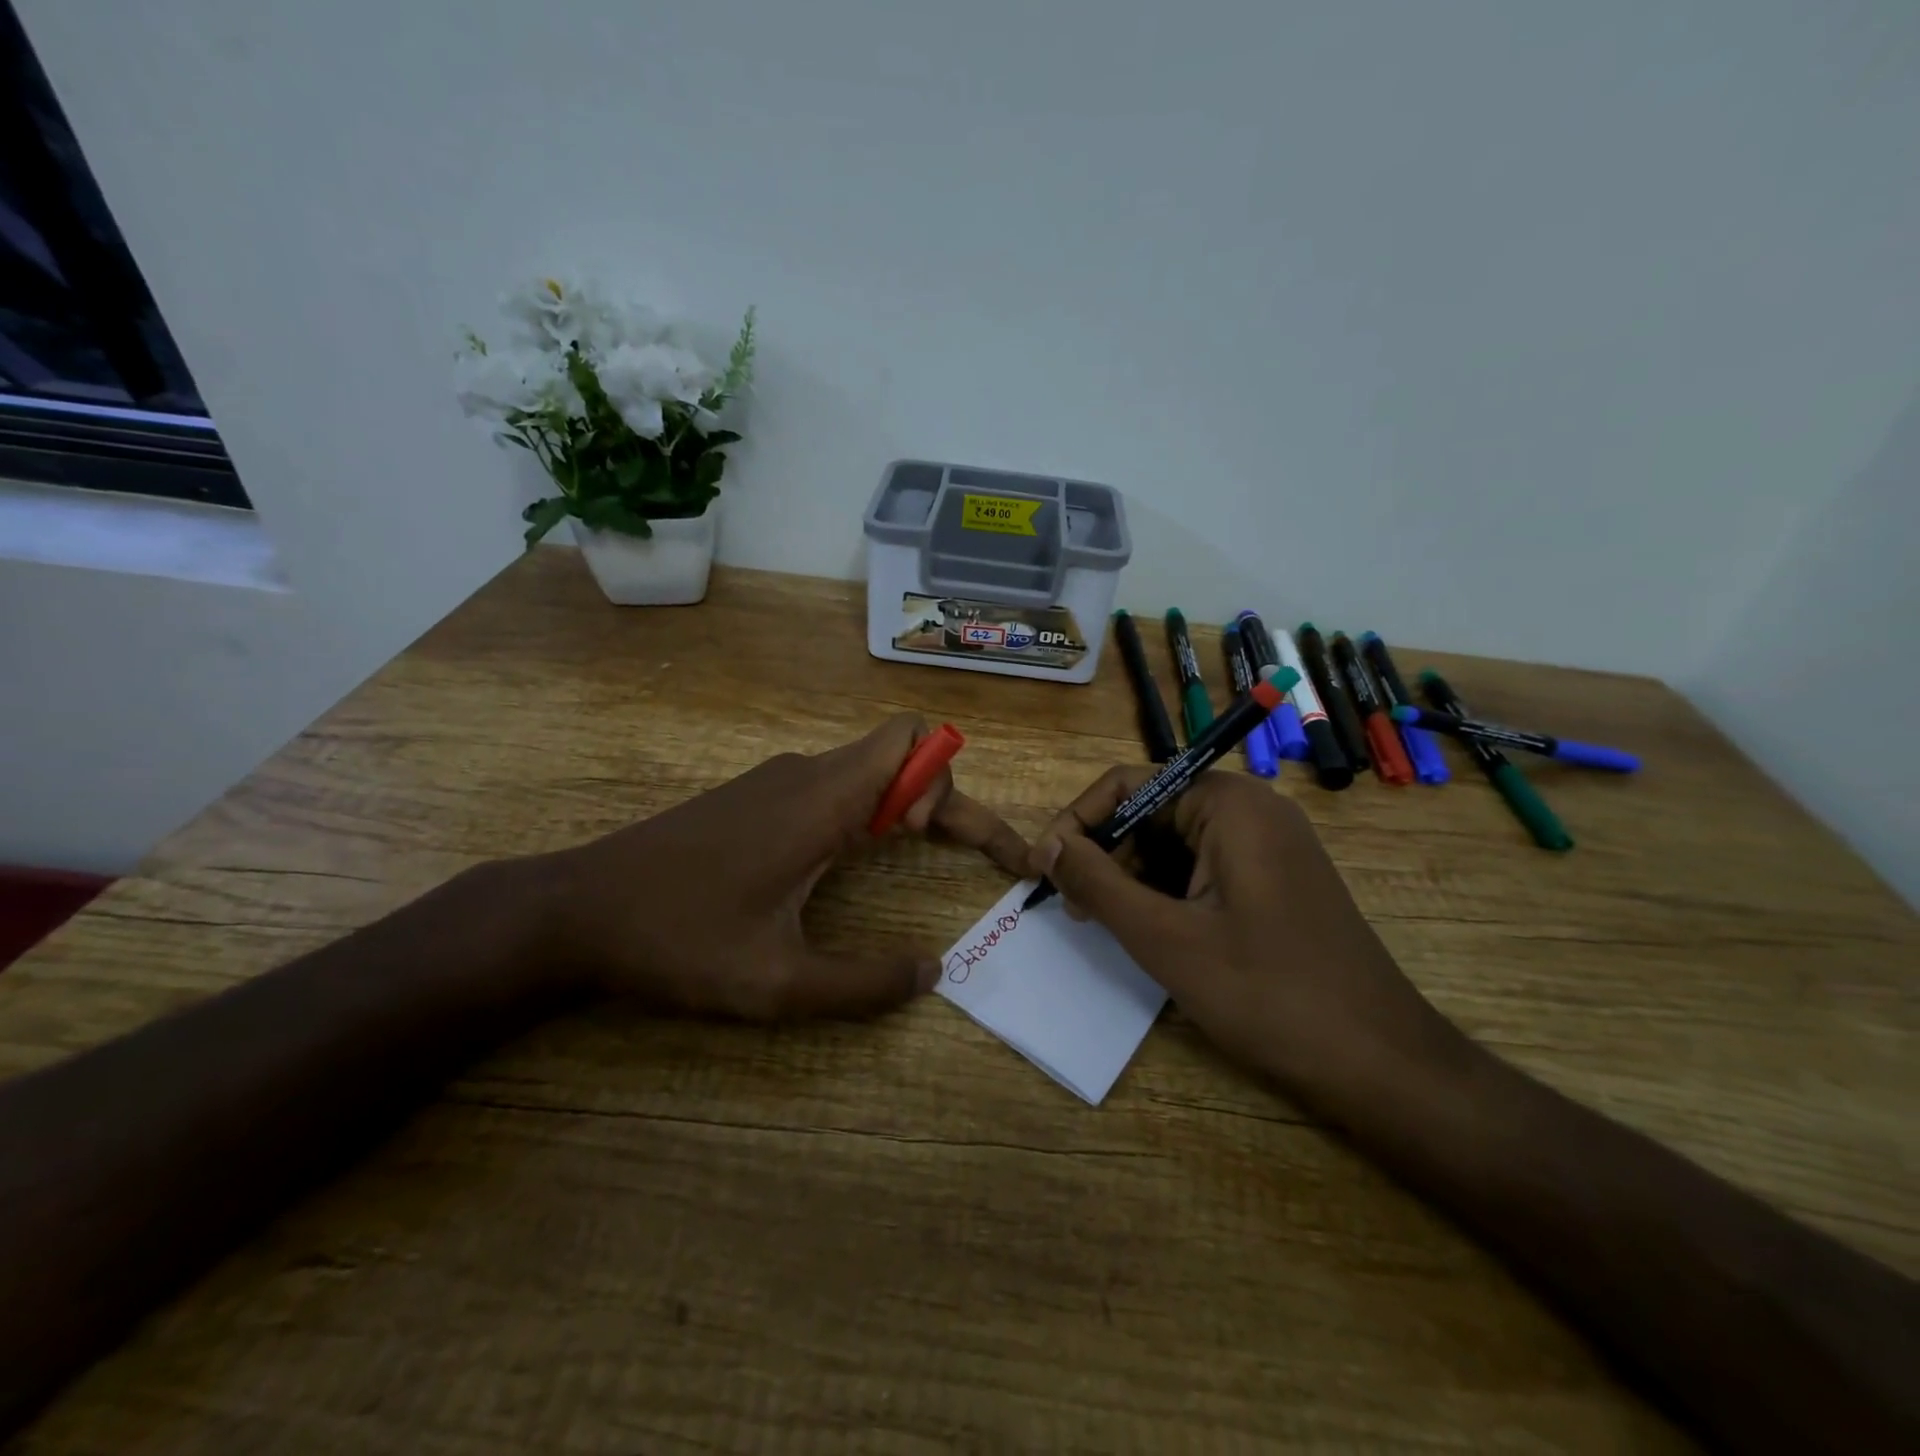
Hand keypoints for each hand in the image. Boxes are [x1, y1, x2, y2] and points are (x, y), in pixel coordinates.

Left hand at [546, 715, 1029, 1018]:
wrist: (577, 911)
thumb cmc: (679, 942)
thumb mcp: (777, 983)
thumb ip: (863, 983)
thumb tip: (932, 973)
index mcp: (822, 800)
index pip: (914, 741)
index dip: (953, 784)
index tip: (957, 845)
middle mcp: (807, 775)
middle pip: (903, 752)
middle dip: (946, 796)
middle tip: (963, 856)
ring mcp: (778, 781)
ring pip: (870, 767)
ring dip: (908, 803)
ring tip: (911, 858)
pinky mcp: (758, 796)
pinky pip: (837, 784)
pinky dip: (870, 808)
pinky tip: (850, 859)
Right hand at [1030, 769, 1459, 1099]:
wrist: (1383, 1065)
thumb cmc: (1268, 994)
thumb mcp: (1164, 938)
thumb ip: (1097, 883)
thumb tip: (1046, 847)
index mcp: (1229, 803)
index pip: (1128, 784)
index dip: (1078, 822)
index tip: (1044, 870)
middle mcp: (1251, 810)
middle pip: (1151, 811)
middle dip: (1106, 854)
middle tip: (1074, 908)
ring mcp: (1269, 846)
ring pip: (1175, 844)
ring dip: (1133, 878)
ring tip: (1107, 925)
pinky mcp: (1275, 881)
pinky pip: (1203, 869)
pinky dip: (1167, 893)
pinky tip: (1153, 933)